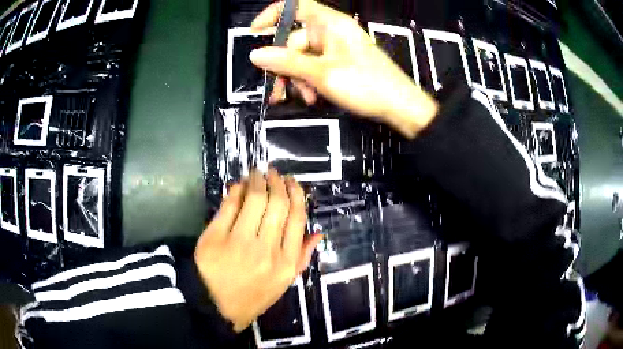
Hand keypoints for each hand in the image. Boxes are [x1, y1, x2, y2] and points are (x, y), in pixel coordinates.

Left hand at [194, 169, 322, 331]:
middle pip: (277, 204)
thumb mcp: (284, 283)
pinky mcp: (215, 237)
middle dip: (277, 182)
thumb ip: (302, 257)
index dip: (296, 194)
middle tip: (273, 172)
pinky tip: (238, 186)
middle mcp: (266, 250)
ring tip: (256, 173)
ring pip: (254, 199)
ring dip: (257, 180)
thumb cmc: (253, 296)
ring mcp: (239, 243)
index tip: (292, 182)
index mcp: (286, 263)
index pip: (297, 218)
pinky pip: (229, 206)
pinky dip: (235, 191)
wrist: (215, 307)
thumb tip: (318, 232)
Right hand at [250, 0, 437, 138]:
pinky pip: (316, 66)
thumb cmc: (365, 84)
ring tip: (303, 98)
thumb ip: (287, 62)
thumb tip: (256, 54)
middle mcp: (332, 31)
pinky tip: (313, 98)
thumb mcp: (322, 74)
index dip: (272, 15)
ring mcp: (337, 47)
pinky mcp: (341, 62)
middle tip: (277, 90)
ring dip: (297, 78)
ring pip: (303, 57)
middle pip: (295, 39)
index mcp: (329, 23)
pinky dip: (310, 81)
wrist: (400, 106)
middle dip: (285, 66)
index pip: (295, 6)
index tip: (255, 32)